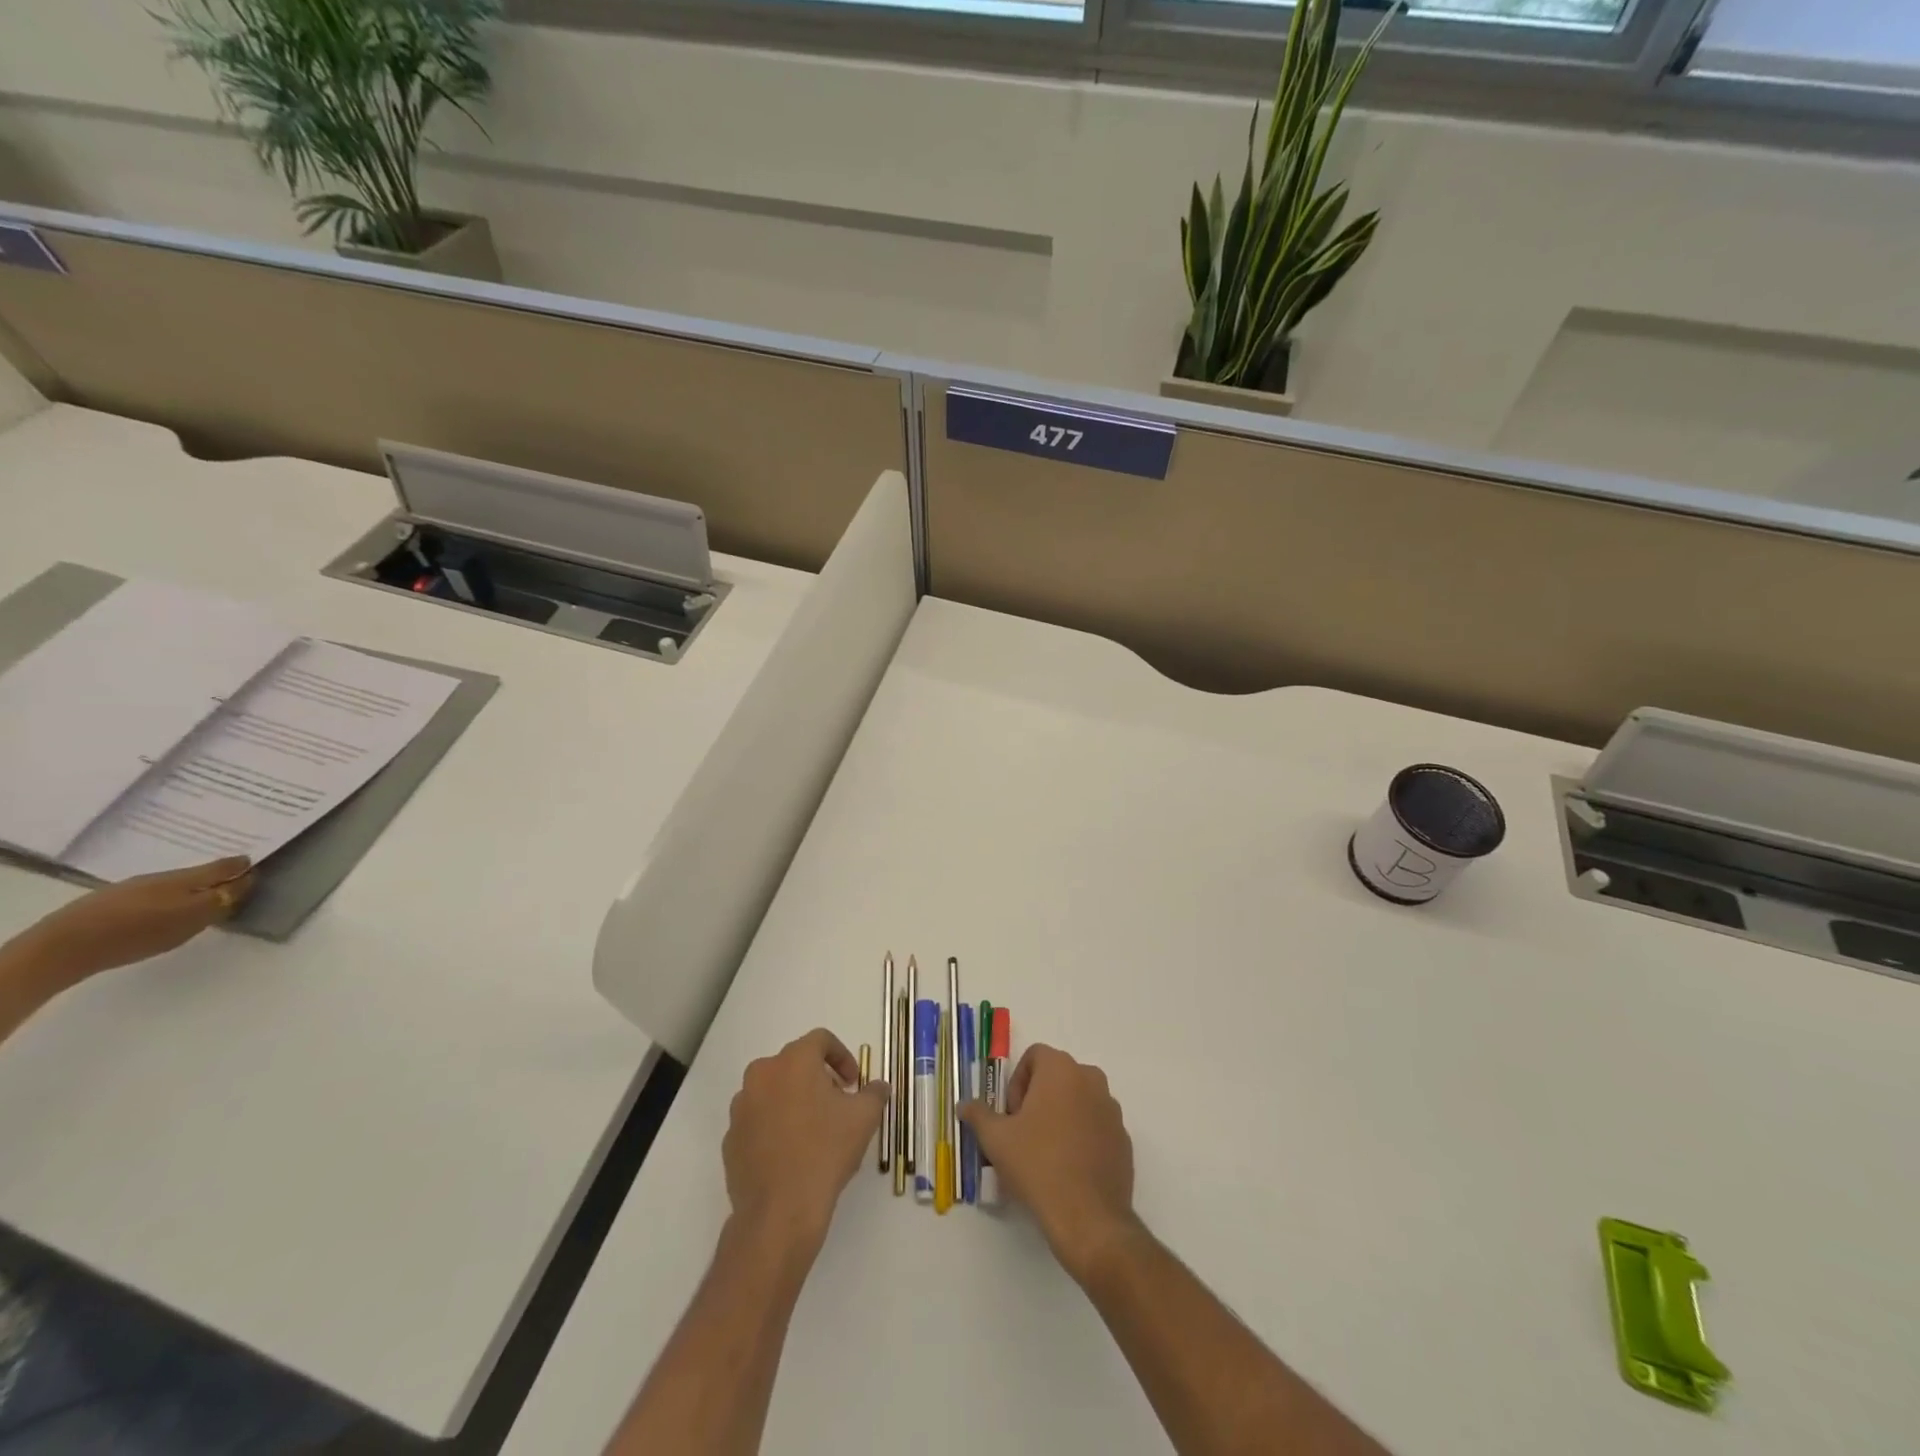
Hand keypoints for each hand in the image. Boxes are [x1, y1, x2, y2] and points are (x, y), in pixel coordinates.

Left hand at [4, 857, 253, 993]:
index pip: (225, 867)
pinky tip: (164, 910)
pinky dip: (169, 898)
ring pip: (176, 883)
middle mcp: (164, 876)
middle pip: (201, 873)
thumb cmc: (140, 931)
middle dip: (219, 874)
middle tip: (236, 880)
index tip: (259, 868)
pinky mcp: (112, 903)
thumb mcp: (192, 918)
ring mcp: (134, 888)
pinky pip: (154, 894)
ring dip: (194, 887)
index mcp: (188, 878)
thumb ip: (222, 900)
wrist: (66, 945)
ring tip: (203, 898)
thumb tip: (246, 880)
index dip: (243, 868)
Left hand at [723, 1029, 889, 1256]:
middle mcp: (761, 1075)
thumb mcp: (864, 1118)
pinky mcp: (730, 1139)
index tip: (853, 1082)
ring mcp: (740, 1107)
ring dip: (793, 1101)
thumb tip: (878, 1086)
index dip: (841, 1056)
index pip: (820, 1040)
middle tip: (836, 1104)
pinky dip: (774, 1126)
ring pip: (773, 1091)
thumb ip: (874, 1093)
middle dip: (817, 1078)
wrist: (780, 1211)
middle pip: (794, 1064)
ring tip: (813, 1130)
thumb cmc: (825, 1152)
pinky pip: (757, 1121)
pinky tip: (791, 1153)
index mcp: (793, 1061)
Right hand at [961, 1044, 1136, 1282]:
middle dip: (1038, 1098)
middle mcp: (1091, 1080)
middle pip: (1057, 1076)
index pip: (1034, 1056)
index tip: (1011, 1115)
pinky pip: (1096, 1125)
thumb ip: (978, 1114)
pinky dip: (1081, 1136)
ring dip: (1060, 1116)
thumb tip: (964, 1104)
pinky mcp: (1124, 1139)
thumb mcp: (996, 1139)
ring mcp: (1111, 1110)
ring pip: (1078, 1100)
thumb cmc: (1038, 1165)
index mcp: (1061, 1070)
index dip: (1017, 1082)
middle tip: (1023, 1133)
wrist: (1089, 1218)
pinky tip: (1069, 1169)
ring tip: (1045, 1153)